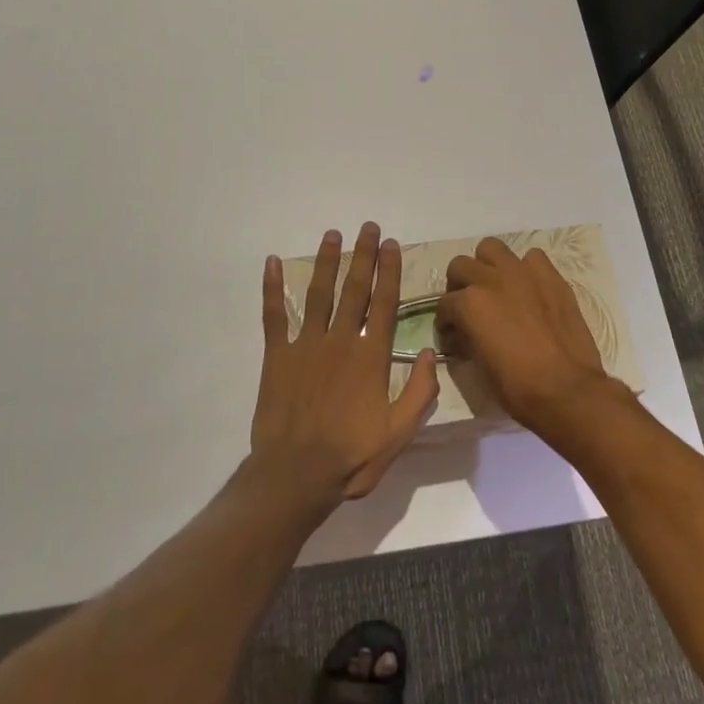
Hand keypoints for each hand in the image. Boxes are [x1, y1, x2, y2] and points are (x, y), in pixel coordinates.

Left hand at [251, 222, 439, 505]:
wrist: (295, 475)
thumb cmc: (351, 456)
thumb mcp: (399, 433)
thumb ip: (419, 392)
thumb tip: (431, 353)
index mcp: (370, 357)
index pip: (384, 303)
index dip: (389, 271)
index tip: (392, 245)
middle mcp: (340, 341)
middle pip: (354, 289)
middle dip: (363, 255)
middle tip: (368, 227)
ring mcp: (305, 345)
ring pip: (318, 294)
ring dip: (326, 262)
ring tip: (332, 235)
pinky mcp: (277, 356)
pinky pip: (273, 315)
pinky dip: (272, 288)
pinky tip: (272, 263)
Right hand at [436, 238, 612, 433]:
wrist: (567, 389)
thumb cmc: (517, 387)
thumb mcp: (478, 365)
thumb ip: (467, 337)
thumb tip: (464, 332)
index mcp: (469, 304)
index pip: (445, 304)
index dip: (446, 321)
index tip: (452, 334)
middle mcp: (491, 280)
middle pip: (461, 266)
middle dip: (459, 285)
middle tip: (468, 306)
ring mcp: (522, 273)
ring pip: (492, 248)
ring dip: (487, 266)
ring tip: (495, 287)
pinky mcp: (550, 276)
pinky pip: (531, 258)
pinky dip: (525, 269)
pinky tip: (528, 289)